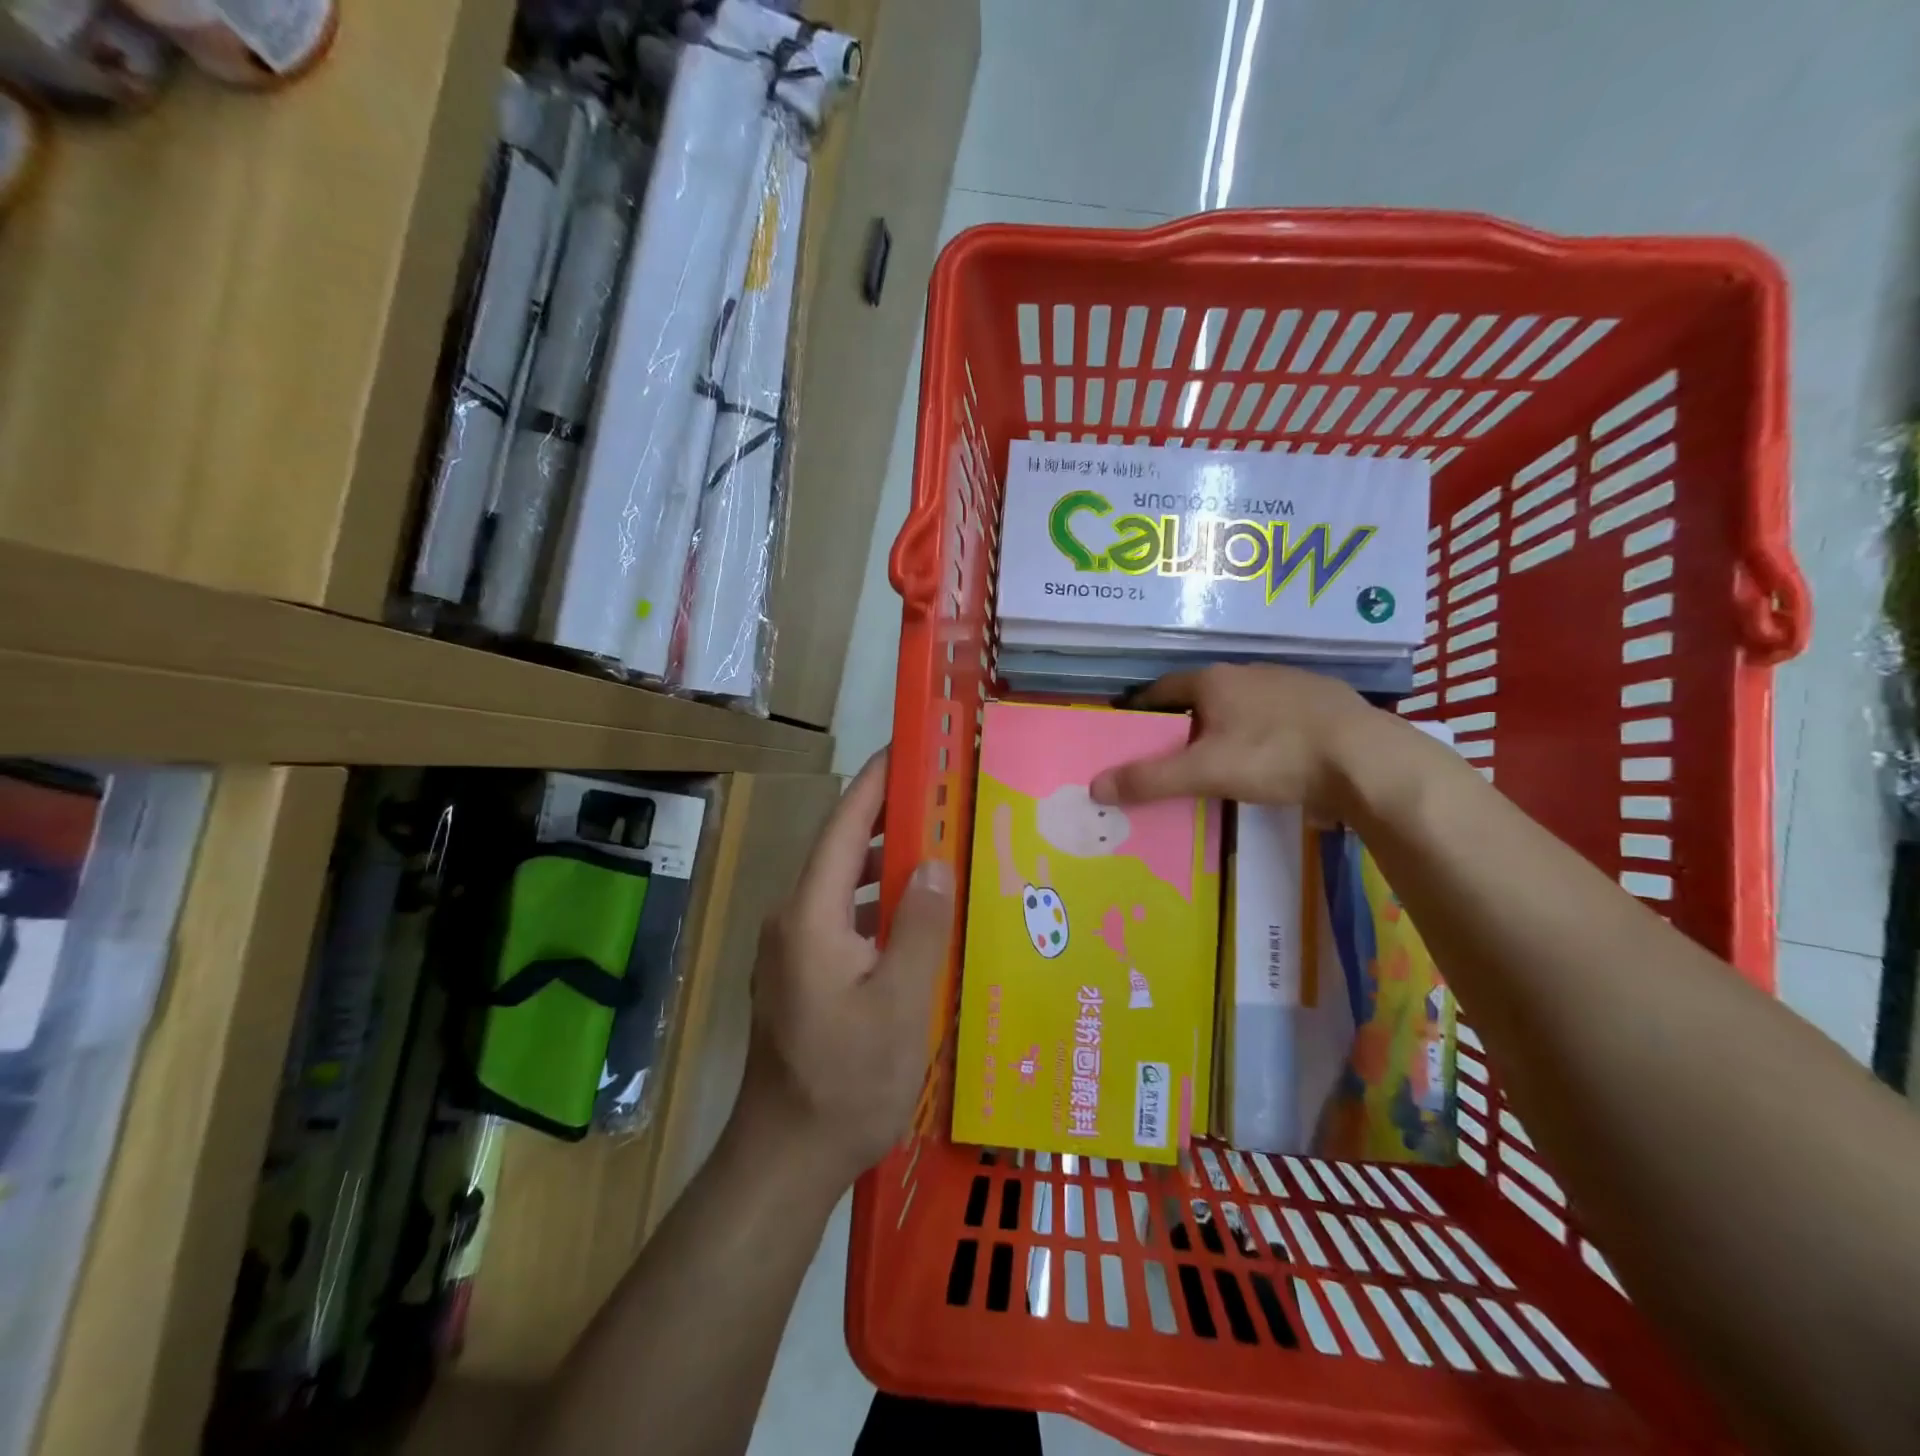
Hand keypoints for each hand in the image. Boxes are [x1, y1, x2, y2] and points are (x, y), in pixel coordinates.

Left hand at [735, 751, 956, 1187]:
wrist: (785, 1157)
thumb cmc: (846, 1081)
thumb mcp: (900, 1004)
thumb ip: (918, 926)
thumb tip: (934, 862)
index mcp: (811, 914)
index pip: (844, 825)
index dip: (875, 783)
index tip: (909, 750)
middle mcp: (792, 919)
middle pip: (843, 849)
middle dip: (889, 818)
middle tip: (945, 800)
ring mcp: (791, 949)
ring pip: (843, 885)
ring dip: (886, 863)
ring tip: (940, 849)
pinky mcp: (800, 974)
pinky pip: (842, 917)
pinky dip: (877, 903)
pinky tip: (915, 919)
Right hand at [1089, 664, 1409, 817]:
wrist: (1367, 759)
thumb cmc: (1275, 756)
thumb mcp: (1205, 772)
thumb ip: (1150, 779)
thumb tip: (1094, 786)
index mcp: (1214, 680)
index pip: (1161, 688)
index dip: (1142, 709)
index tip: (1130, 732)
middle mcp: (1248, 671)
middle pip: (1201, 695)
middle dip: (1184, 720)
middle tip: (1172, 753)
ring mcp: (1289, 682)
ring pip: (1242, 703)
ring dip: (1226, 724)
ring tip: (1219, 757)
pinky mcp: (1323, 700)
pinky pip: (1277, 714)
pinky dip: (1263, 731)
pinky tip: (1271, 756)